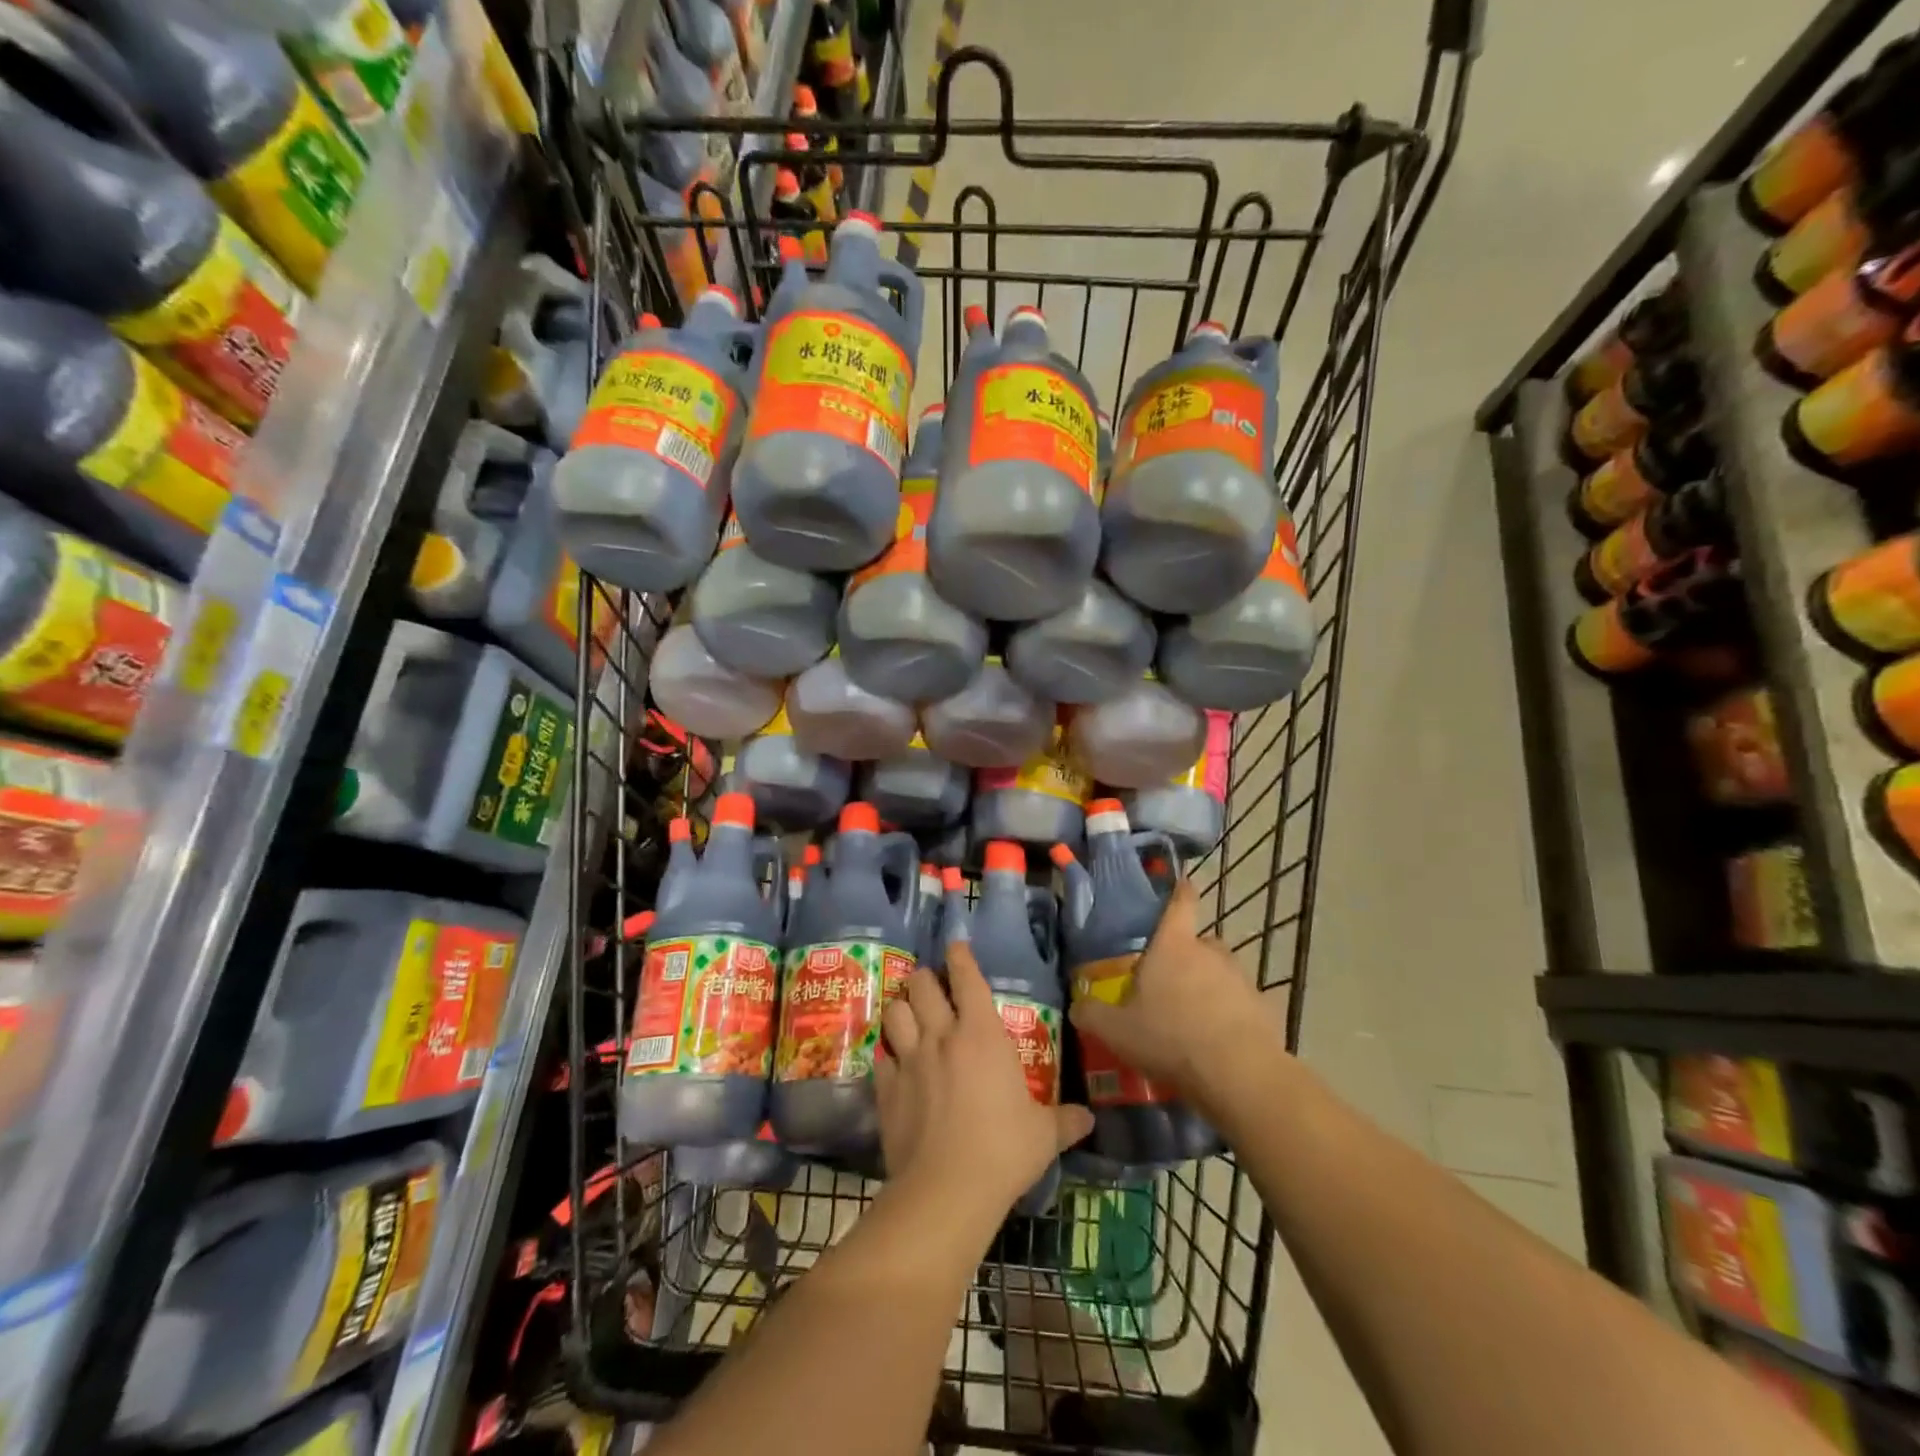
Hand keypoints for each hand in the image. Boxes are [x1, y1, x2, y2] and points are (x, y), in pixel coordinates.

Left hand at [875, 948, 1092, 1222]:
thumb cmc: (1004, 1150)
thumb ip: (1065, 1120)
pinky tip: (893, 1064)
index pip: (967, 978)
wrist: (946, 1189)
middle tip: (932, 987)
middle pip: (922, 984)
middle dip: (926, 979)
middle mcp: (941, 1035)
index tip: (955, 946)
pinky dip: (887, 1054)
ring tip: (908, 1015)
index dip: (960, 956)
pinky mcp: (885, 1087)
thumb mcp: (1043, 1135)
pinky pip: (881, 1056)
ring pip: (895, 1011)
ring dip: (902, 1008)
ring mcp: (909, 1059)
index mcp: (981, 1034)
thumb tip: (1089, 1118)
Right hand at [1067, 878, 1281, 1118]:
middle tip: (1167, 982)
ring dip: (1207, 985)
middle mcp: (1209, 951)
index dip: (1179, 890)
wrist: (1238, 1075)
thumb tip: (1076, 1005)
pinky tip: (1217, 1040)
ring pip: (1219, 972)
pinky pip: (1239, 1002)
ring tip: (1192, 1017)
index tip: (1180, 884)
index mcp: (1173, 945)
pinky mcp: (1263, 1006)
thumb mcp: (1117, 1031)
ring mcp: (1240, 978)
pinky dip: (1229, 1013)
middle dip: (1184, 956)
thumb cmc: (1170, 1039)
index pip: (1180, 902)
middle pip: (1197, 942)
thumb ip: (1092, 1014)